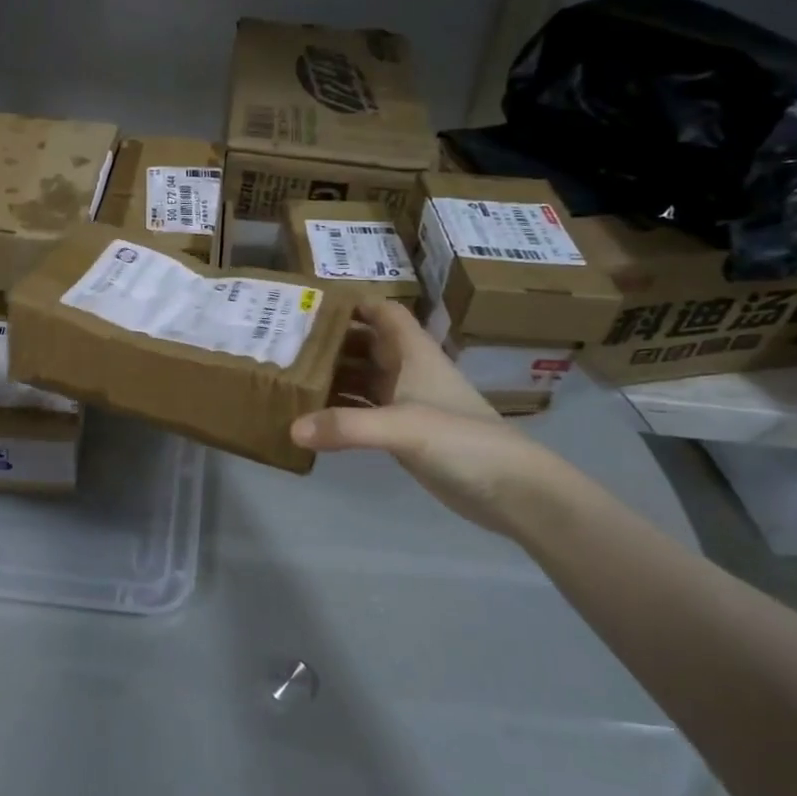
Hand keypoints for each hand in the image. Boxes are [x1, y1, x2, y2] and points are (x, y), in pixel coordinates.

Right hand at [291, 302, 567, 533]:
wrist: (512, 491)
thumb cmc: (463, 441)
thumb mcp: (403, 427)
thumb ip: (348, 426)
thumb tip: (292, 428)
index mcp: (414, 354)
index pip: (384, 313)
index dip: (354, 304)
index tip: (312, 305)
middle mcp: (408, 373)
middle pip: (365, 345)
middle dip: (330, 341)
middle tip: (284, 342)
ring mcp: (406, 405)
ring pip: (362, 379)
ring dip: (331, 376)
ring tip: (288, 376)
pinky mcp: (404, 434)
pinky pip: (363, 412)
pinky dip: (338, 412)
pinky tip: (310, 419)